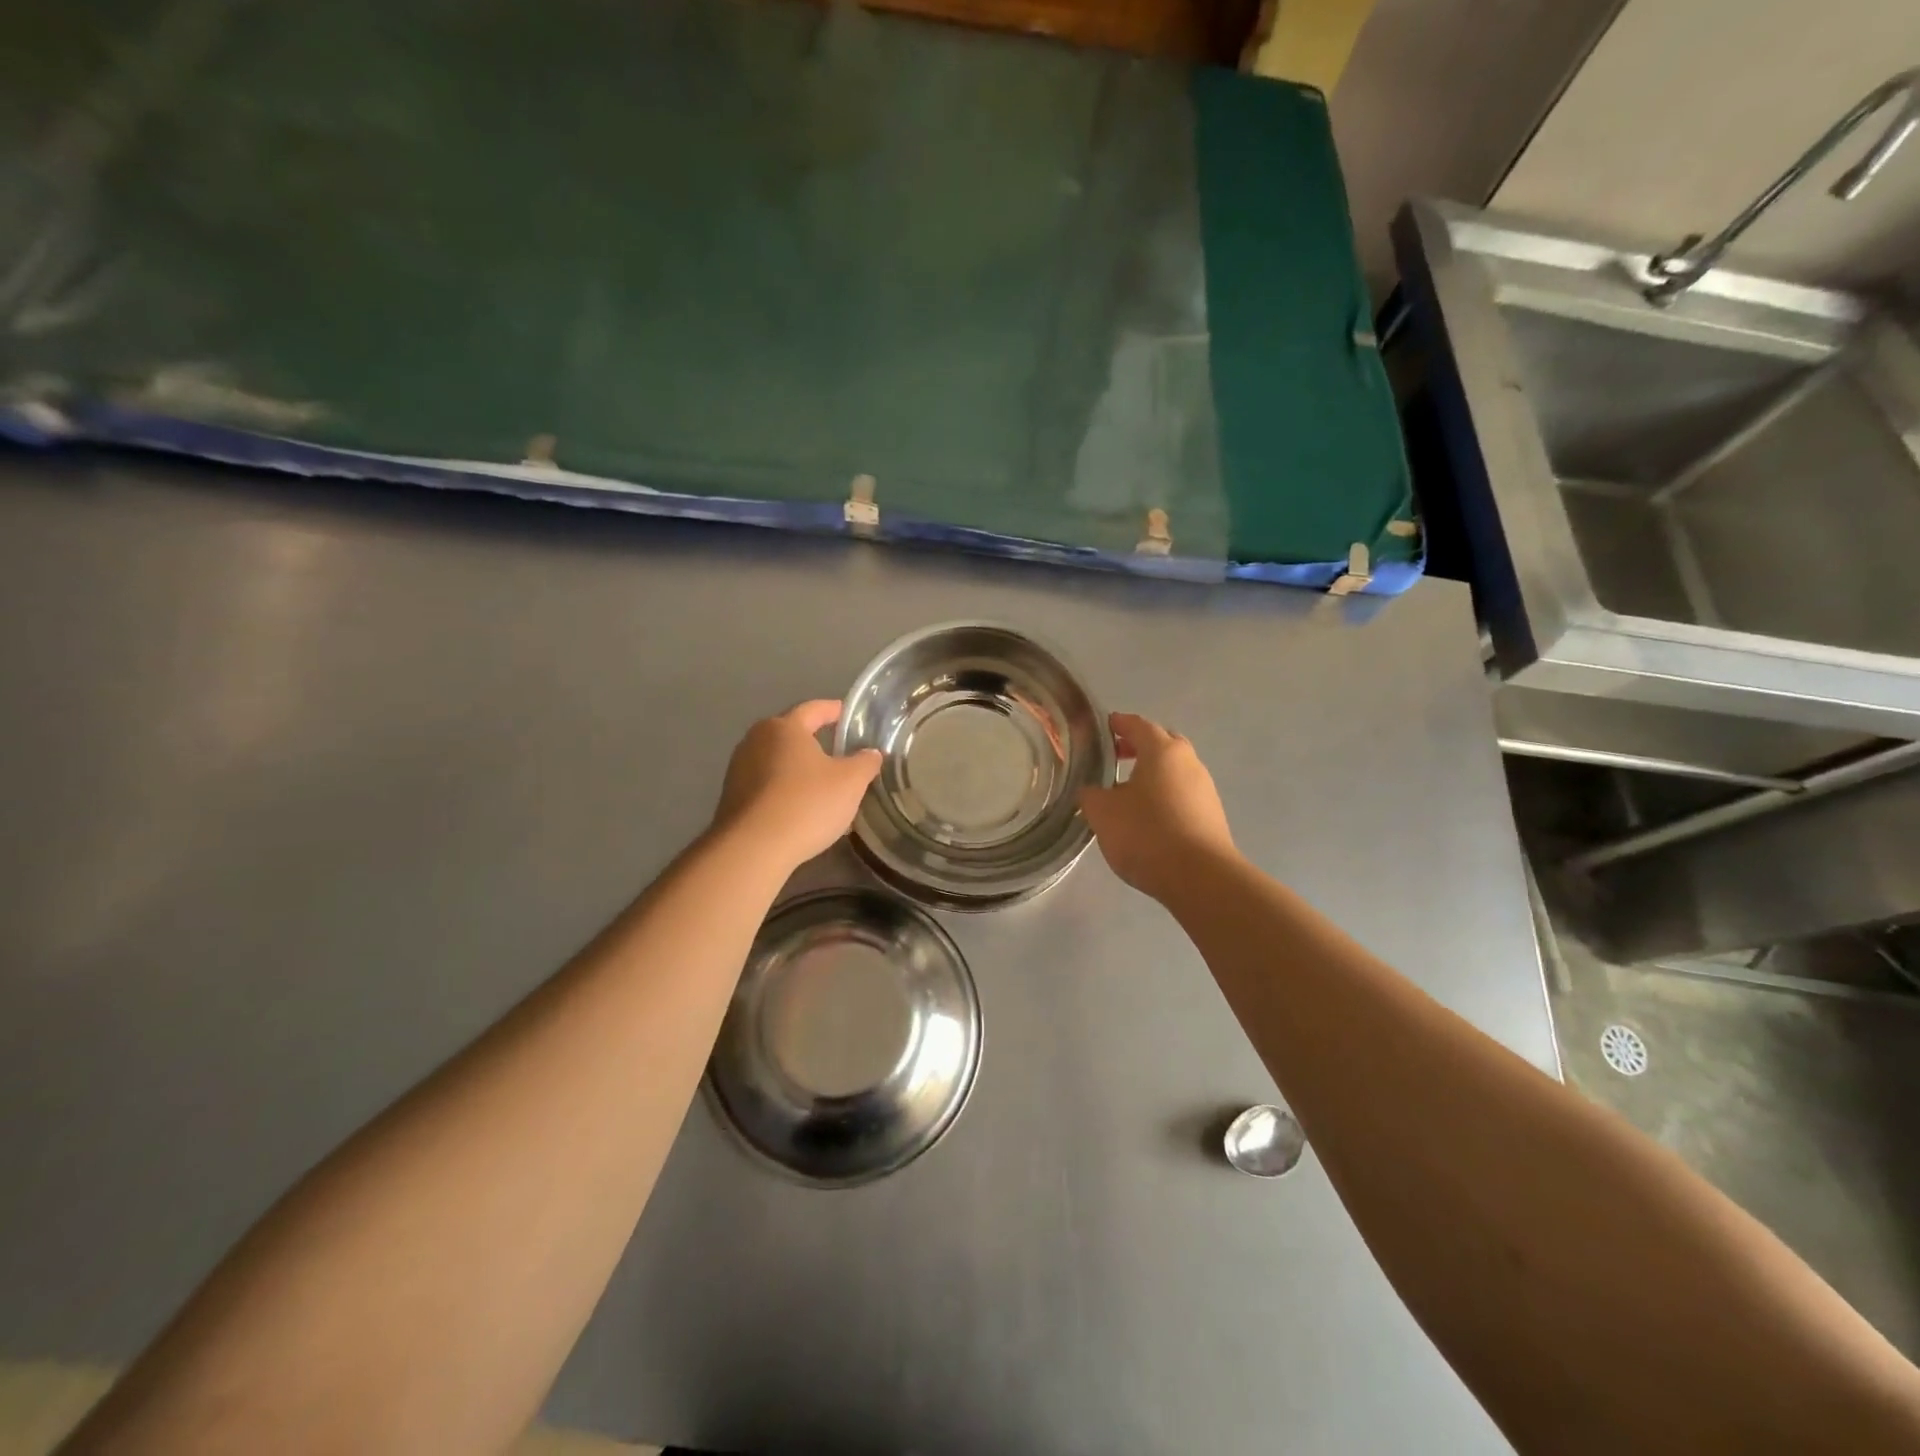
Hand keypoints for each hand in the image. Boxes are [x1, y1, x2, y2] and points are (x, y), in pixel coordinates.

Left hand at [712, 700, 881, 870]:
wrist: (753, 848)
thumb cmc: (806, 804)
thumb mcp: (851, 782)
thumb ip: (865, 762)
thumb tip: (871, 753)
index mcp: (785, 727)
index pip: (814, 709)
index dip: (834, 710)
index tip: (848, 714)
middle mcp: (756, 740)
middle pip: (791, 734)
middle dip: (815, 742)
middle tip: (839, 754)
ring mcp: (739, 769)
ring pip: (778, 762)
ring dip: (799, 770)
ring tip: (822, 786)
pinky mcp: (732, 797)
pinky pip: (766, 786)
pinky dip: (784, 791)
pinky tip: (800, 810)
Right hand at [1079, 711, 1234, 902]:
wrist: (1200, 878)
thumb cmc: (1147, 833)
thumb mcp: (1103, 813)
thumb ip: (1090, 795)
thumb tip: (1091, 791)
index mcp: (1162, 750)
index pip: (1137, 725)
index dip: (1118, 724)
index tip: (1103, 726)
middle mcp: (1188, 762)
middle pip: (1162, 743)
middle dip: (1139, 746)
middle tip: (1115, 757)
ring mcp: (1205, 789)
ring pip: (1174, 770)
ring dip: (1152, 773)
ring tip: (1127, 792)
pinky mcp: (1212, 815)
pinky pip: (1183, 794)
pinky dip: (1164, 796)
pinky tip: (1148, 817)